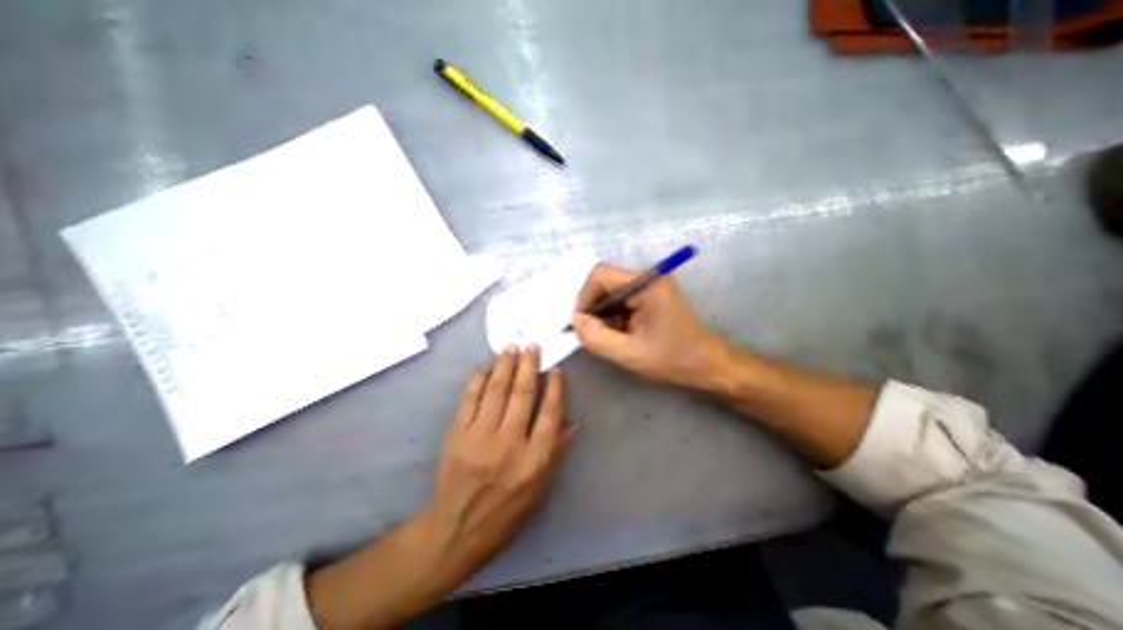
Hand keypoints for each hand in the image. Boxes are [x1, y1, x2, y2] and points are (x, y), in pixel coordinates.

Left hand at [305, 349, 569, 629]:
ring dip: (505, 364)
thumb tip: (571, 421)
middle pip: (522, 395)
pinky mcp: (457, 434)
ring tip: (512, 347)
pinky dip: (479, 379)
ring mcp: (480, 437)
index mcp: (533, 460)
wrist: (456, 530)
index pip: (549, 414)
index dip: (555, 388)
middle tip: (533, 346)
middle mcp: (509, 444)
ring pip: (496, 390)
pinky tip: (488, 367)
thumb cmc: (506, 512)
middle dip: (529, 365)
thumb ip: (556, 452)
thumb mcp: (540, 490)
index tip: (556, 370)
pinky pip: (470, 398)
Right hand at [572, 263, 727, 389]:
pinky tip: (615, 334)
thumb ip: (596, 337)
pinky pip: (620, 300)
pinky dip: (611, 316)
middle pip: (605, 282)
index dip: (584, 297)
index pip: (601, 275)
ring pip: (610, 292)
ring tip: (603, 336)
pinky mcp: (650, 296)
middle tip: (589, 332)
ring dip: (601, 313)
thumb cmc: (673, 359)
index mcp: (647, 283)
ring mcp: (650, 286)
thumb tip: (575, 320)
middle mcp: (648, 277)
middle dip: (592, 307)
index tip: (582, 323)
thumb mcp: (629, 354)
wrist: (707, 365)